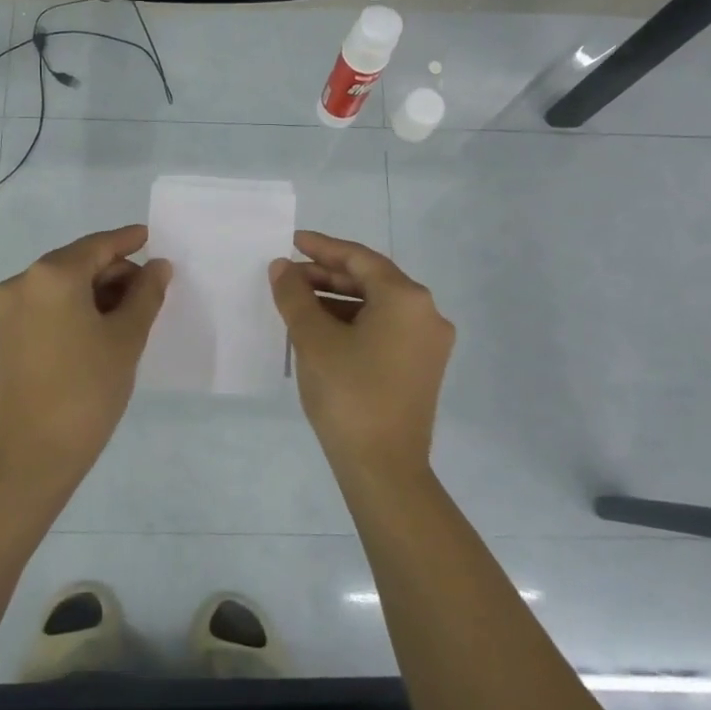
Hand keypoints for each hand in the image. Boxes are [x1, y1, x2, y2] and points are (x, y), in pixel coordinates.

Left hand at [0, 224, 171, 479]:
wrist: (35, 453)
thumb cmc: (88, 389)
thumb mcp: (126, 338)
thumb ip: (146, 293)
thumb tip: (158, 266)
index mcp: (51, 275)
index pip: (98, 246)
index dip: (127, 241)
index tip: (150, 236)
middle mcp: (23, 281)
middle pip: (78, 262)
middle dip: (114, 272)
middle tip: (150, 291)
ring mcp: (9, 308)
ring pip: (62, 284)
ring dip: (96, 290)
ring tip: (130, 313)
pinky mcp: (5, 332)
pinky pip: (47, 304)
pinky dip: (75, 306)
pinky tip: (101, 326)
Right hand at [269, 230, 453, 477]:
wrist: (384, 468)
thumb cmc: (348, 394)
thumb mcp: (313, 339)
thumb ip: (295, 295)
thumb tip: (282, 268)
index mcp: (407, 298)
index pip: (360, 258)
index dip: (323, 248)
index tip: (292, 241)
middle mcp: (426, 314)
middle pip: (371, 280)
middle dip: (327, 275)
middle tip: (288, 276)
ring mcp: (428, 343)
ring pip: (377, 306)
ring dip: (337, 300)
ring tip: (297, 302)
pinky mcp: (422, 367)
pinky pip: (385, 329)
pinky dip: (353, 322)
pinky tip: (321, 330)